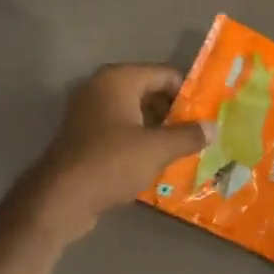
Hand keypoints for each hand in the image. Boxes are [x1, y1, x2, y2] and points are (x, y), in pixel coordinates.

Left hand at [23, 64, 212, 238]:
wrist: (60, 198)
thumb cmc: (111, 163)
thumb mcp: (157, 149)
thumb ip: (188, 135)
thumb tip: (213, 127)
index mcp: (119, 79)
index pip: (166, 75)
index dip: (189, 94)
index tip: (208, 115)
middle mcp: (102, 87)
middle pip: (150, 92)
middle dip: (175, 113)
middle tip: (200, 134)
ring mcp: (90, 112)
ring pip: (136, 113)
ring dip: (158, 130)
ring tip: (184, 150)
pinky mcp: (85, 136)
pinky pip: (121, 130)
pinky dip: (139, 141)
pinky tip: (157, 162)